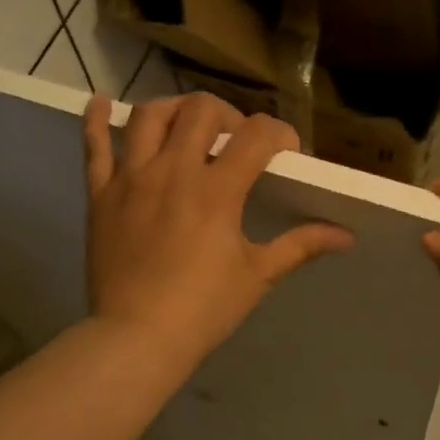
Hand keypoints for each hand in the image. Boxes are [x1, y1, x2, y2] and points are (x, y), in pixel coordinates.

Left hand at [83, 94, 353, 370]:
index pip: (256, 136)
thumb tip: (346, 236)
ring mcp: (131, 179)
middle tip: (235, 141)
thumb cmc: (203, 309)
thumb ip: (300, 245)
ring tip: (186, 125)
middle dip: (228, 115)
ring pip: (149, 116)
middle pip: (200, 110)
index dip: (279, 134)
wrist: (137, 338)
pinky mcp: (101, 194)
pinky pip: (94, 147)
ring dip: (173, 109)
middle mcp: (173, 171)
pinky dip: (96, 120)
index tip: (285, 151)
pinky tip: (101, 102)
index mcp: (216, 190)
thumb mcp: (257, 275)